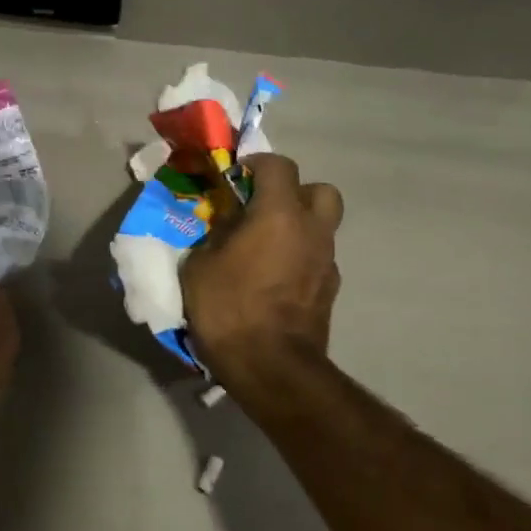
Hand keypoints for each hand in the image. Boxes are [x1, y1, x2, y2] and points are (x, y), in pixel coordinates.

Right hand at [183, 154, 343, 383]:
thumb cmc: (228, 307)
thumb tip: (227, 224)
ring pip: (321, 226)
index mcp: (279, 214)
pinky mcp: (331, 290)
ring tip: (266, 248)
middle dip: (293, 192)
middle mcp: (312, 230)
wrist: (271, 366)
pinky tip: (275, 279)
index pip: (278, 166)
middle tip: (263, 210)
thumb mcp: (199, 265)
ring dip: (298, 227)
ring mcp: (327, 261)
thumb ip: (216, 234)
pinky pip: (317, 258)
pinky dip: (300, 258)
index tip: (234, 177)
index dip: (255, 164)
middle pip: (319, 190)